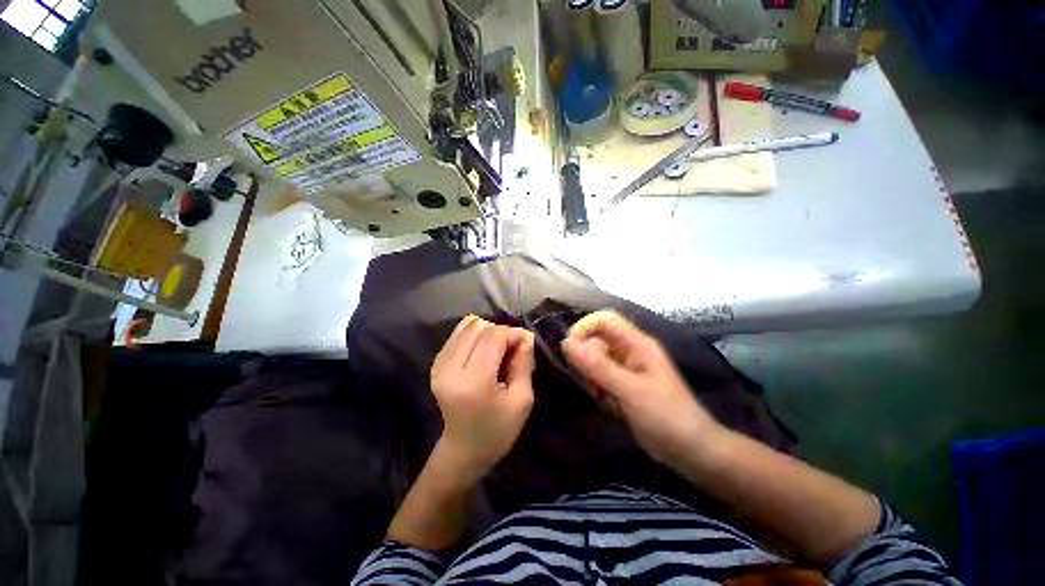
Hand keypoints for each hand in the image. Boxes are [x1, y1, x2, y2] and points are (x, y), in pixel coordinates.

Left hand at [430, 315, 535, 480]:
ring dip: (486, 332)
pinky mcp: (436, 363)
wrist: (463, 450)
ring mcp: (439, 364)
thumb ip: (523, 362)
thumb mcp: (522, 399)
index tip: (524, 345)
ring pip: (467, 325)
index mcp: (473, 382)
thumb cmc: (498, 430)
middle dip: (500, 332)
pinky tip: (481, 353)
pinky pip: (458, 333)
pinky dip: (474, 336)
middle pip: (478, 326)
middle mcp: (450, 368)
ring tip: (495, 352)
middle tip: (510, 351)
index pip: (493, 336)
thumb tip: (524, 334)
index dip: (513, 334)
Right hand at [562, 311, 723, 465]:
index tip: (569, 347)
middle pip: (598, 341)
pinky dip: (598, 389)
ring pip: (597, 361)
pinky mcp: (624, 387)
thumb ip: (597, 366)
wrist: (692, 452)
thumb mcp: (629, 390)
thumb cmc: (666, 416)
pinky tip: (607, 404)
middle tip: (590, 382)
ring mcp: (627, 370)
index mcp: (637, 344)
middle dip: (587, 358)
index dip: (585, 327)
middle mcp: (630, 352)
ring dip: (592, 376)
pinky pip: (601, 378)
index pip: (605, 320)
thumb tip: (566, 343)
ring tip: (601, 396)